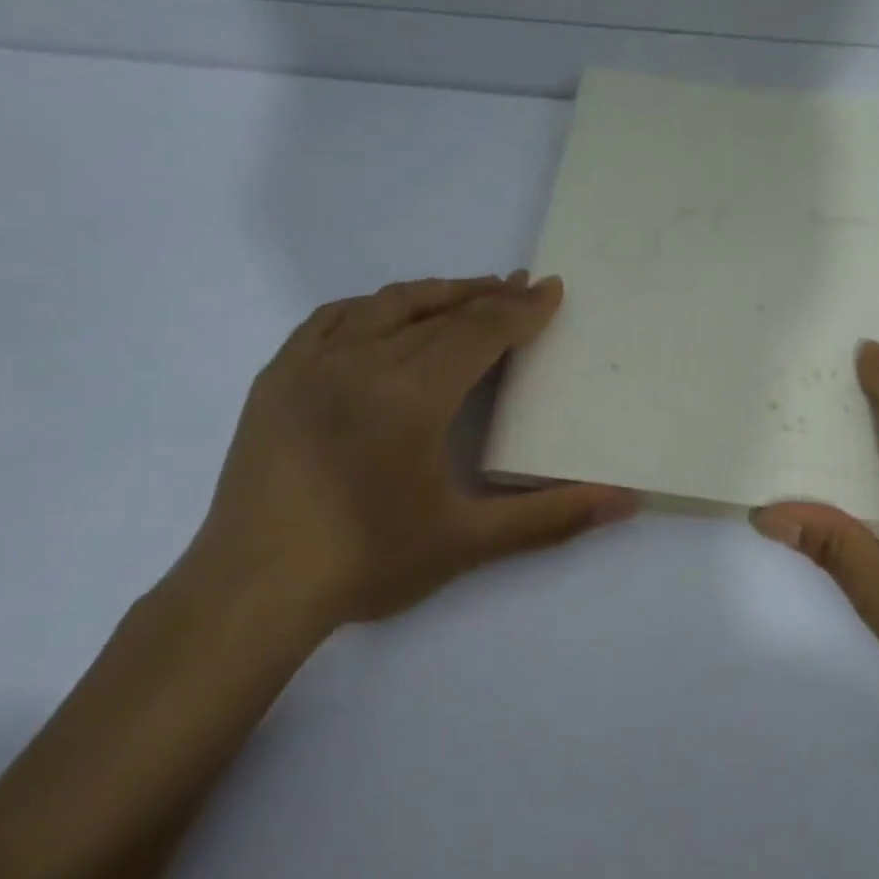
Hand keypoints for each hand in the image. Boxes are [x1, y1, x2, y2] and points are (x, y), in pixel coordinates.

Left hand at [176, 273, 635, 634]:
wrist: (252, 590)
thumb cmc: (366, 562)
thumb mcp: (469, 542)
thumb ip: (552, 516)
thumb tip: (626, 502)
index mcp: (411, 393)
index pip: (479, 331)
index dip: (521, 309)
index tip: (551, 290)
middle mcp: (362, 361)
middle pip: (439, 311)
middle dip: (488, 297)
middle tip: (523, 287)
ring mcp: (311, 364)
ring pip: (385, 305)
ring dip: (435, 293)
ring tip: (468, 294)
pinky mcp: (277, 378)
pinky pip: (332, 319)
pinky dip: (373, 308)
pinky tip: (384, 317)